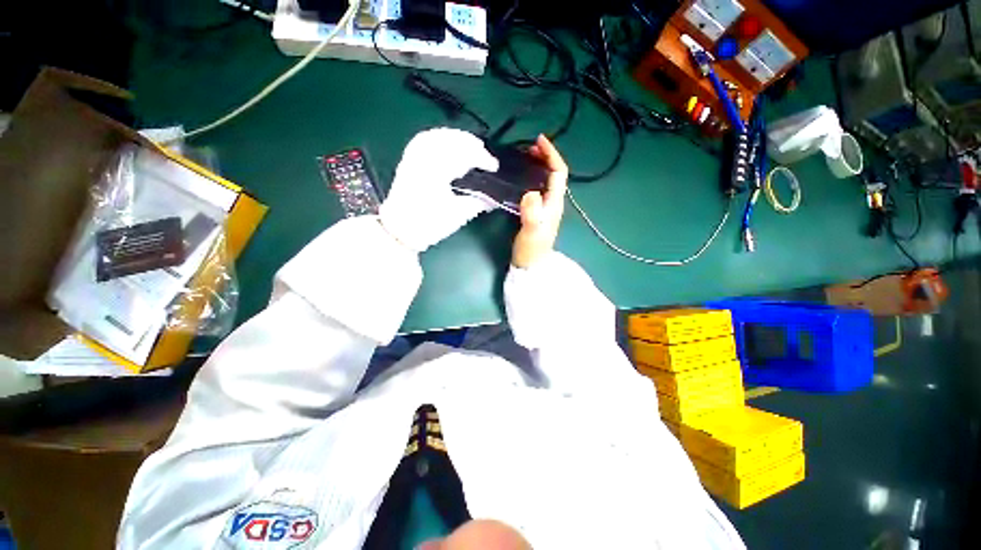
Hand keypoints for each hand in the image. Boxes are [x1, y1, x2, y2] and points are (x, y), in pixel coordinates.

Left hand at [379, 128, 498, 251]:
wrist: (400, 230)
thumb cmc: (428, 225)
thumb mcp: (457, 215)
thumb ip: (477, 203)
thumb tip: (494, 198)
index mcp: (436, 172)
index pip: (464, 155)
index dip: (482, 158)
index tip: (494, 167)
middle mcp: (424, 159)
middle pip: (451, 140)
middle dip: (471, 144)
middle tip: (485, 154)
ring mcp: (413, 157)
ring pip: (437, 136)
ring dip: (457, 138)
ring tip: (471, 144)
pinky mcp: (408, 160)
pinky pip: (425, 139)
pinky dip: (440, 137)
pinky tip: (448, 142)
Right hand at [512, 135, 567, 267]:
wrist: (531, 265)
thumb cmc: (531, 249)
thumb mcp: (531, 230)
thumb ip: (531, 212)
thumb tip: (530, 192)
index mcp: (554, 203)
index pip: (558, 172)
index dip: (551, 155)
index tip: (539, 141)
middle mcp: (553, 202)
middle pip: (555, 174)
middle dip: (546, 157)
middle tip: (530, 147)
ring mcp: (546, 207)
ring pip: (548, 180)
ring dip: (540, 165)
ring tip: (526, 157)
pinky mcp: (539, 212)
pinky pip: (539, 188)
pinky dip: (533, 177)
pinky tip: (523, 178)